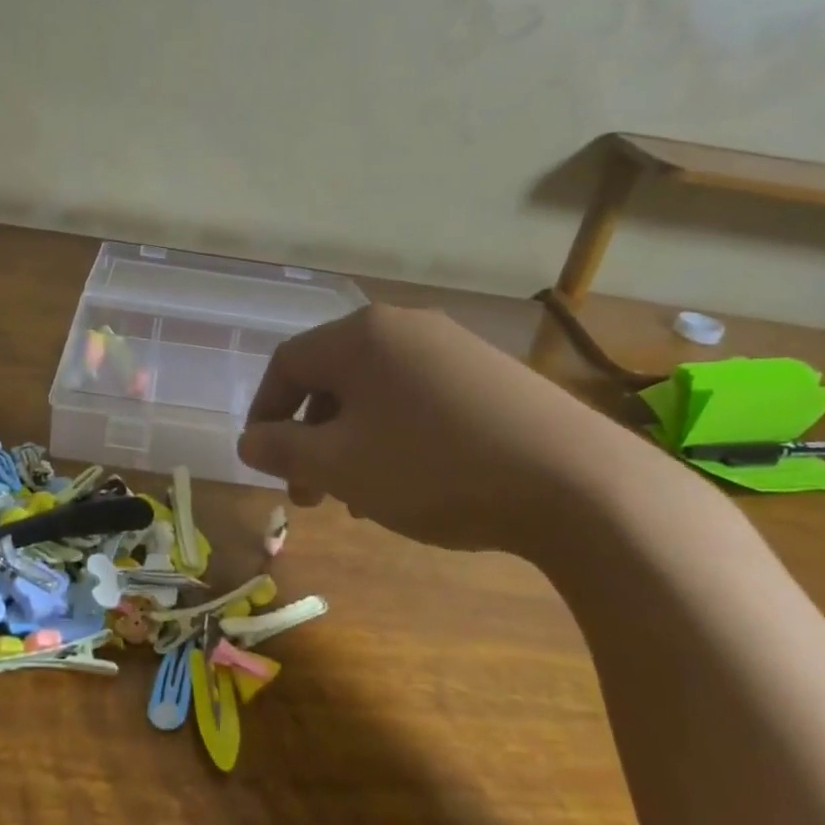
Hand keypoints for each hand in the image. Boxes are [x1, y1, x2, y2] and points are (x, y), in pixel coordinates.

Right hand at [236, 304, 654, 556]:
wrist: (575, 482)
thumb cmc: (433, 468)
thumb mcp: (340, 466)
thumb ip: (283, 451)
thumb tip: (249, 441)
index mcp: (359, 336)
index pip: (286, 364)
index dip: (264, 414)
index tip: (264, 464)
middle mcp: (403, 326)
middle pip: (332, 377)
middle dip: (310, 437)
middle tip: (310, 494)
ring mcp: (452, 346)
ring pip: (376, 391)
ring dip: (353, 441)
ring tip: (361, 497)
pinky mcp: (491, 373)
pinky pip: (419, 397)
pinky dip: (396, 435)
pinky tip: (413, 481)